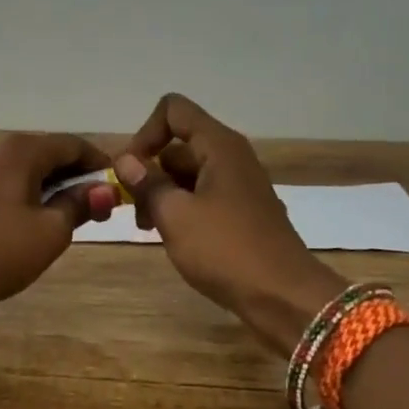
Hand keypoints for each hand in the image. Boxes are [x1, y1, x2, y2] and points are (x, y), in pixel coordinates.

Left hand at [0, 133, 115, 304]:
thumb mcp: (50, 232)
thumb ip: (79, 205)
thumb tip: (103, 189)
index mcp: (23, 150)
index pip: (73, 145)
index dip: (99, 163)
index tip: (118, 186)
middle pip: (48, 154)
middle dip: (76, 177)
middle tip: (97, 206)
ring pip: (25, 170)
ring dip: (51, 187)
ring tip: (68, 215)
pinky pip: (5, 183)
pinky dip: (26, 194)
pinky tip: (32, 218)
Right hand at [116, 94, 344, 355]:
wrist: (284, 297)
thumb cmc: (226, 250)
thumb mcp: (176, 215)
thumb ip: (147, 183)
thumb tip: (125, 159)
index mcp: (219, 146)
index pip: (173, 110)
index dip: (145, 133)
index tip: (130, 171)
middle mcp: (231, 157)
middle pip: (179, 144)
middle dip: (149, 171)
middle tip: (133, 210)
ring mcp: (239, 186)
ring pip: (188, 174)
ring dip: (162, 194)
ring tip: (149, 229)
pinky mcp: (242, 213)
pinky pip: (203, 196)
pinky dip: (182, 209)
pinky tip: (172, 238)